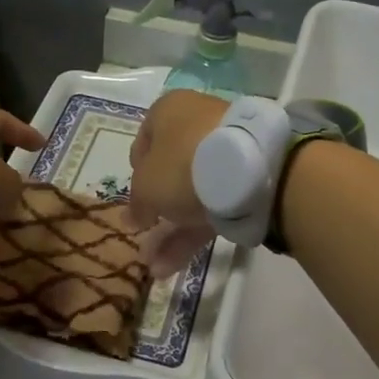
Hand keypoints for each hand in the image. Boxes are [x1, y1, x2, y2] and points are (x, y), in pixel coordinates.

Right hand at [128, 89, 228, 276]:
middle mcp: (197, 125)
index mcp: (168, 112)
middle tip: (143, 238)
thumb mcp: (146, 187)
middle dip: (155, 211)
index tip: (134, 200)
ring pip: (191, 194)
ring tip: (155, 266)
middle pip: (169, 172)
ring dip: (172, 232)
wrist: (247, 168)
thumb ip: (137, 204)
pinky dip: (194, 234)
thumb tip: (132, 219)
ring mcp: (225, 153)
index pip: (144, 143)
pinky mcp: (246, 180)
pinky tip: (173, 266)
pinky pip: (213, 206)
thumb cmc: (181, 164)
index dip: (135, 174)